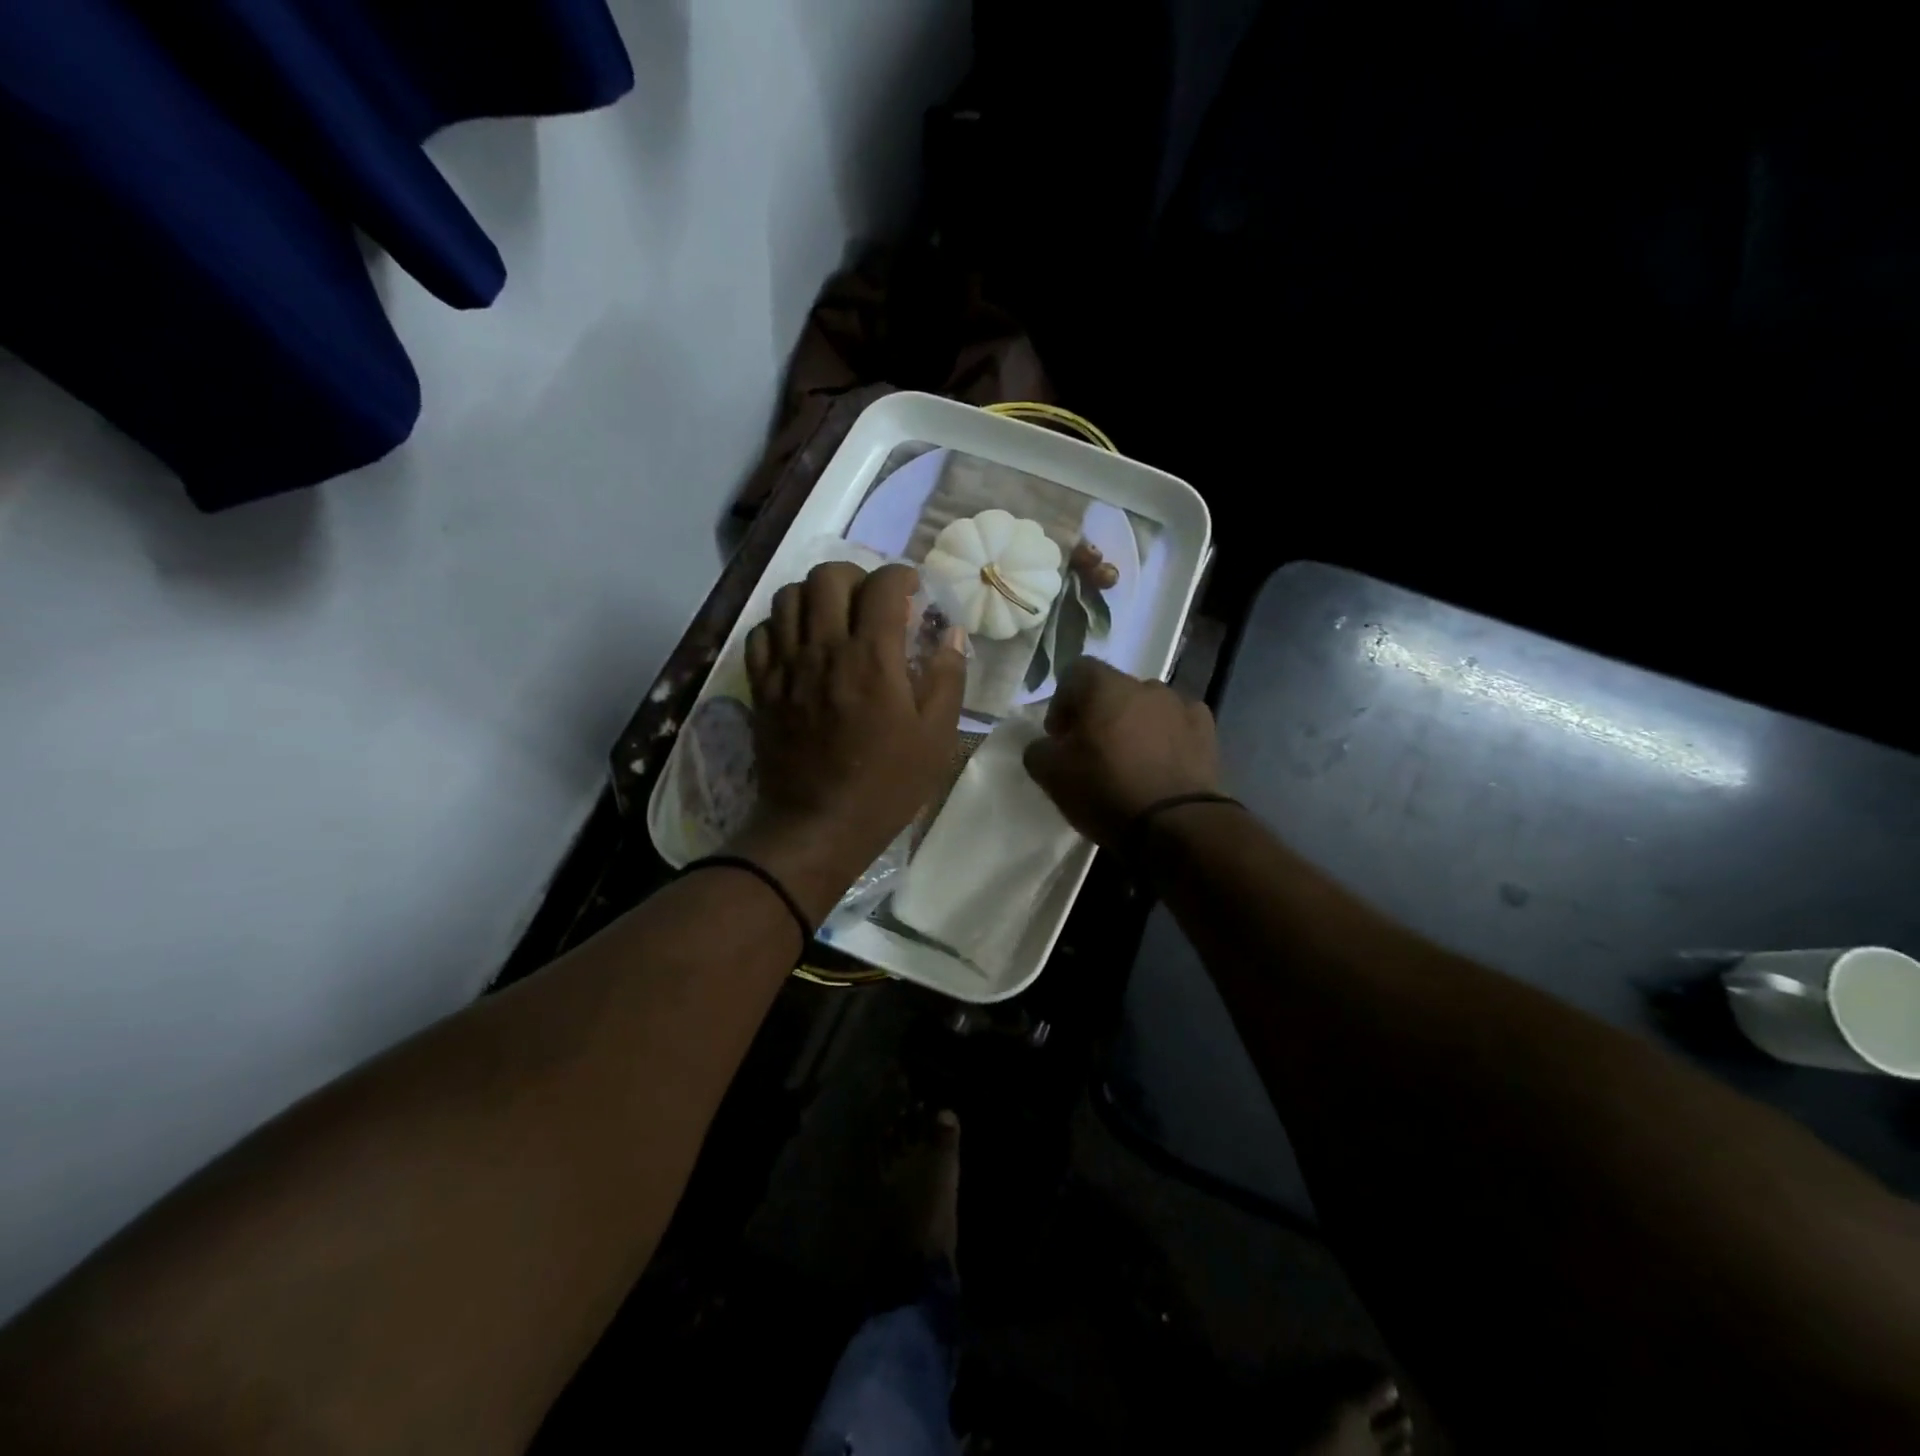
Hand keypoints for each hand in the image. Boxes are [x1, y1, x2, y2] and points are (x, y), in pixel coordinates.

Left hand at [732, 562, 966, 919]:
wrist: (819, 826)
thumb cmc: (887, 785)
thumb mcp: (936, 737)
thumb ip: (948, 678)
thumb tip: (952, 635)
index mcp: (873, 658)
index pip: (883, 585)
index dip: (901, 576)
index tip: (912, 592)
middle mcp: (824, 649)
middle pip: (828, 576)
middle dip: (856, 576)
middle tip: (872, 601)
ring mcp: (786, 666)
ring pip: (789, 597)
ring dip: (816, 595)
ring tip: (834, 617)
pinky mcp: (762, 687)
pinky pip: (761, 633)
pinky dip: (781, 626)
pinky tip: (800, 644)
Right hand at [1022, 659, 1221, 846]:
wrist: (1175, 824)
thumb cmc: (1105, 790)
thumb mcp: (1050, 775)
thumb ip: (1038, 750)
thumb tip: (1046, 745)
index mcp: (1104, 686)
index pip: (1075, 672)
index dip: (1062, 702)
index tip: (1060, 737)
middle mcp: (1144, 685)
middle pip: (1113, 690)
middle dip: (1099, 715)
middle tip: (1092, 751)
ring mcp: (1180, 705)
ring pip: (1147, 707)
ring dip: (1134, 725)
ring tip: (1131, 761)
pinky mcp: (1207, 731)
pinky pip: (1177, 725)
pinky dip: (1167, 738)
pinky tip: (1162, 766)